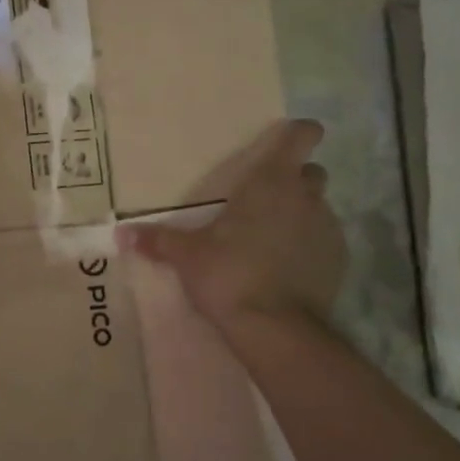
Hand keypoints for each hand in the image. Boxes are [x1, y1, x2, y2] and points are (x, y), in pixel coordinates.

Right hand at [117, 119, 344, 326]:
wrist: (275, 327)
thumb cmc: (228, 274)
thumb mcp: (186, 256)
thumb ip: (157, 240)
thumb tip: (120, 234)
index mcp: (271, 182)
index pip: (301, 137)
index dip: (299, 133)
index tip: (286, 139)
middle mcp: (306, 197)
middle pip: (311, 172)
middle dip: (294, 179)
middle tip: (265, 199)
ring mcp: (328, 229)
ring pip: (318, 208)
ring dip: (300, 214)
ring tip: (271, 239)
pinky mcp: (339, 261)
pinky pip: (325, 241)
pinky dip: (309, 246)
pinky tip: (286, 268)